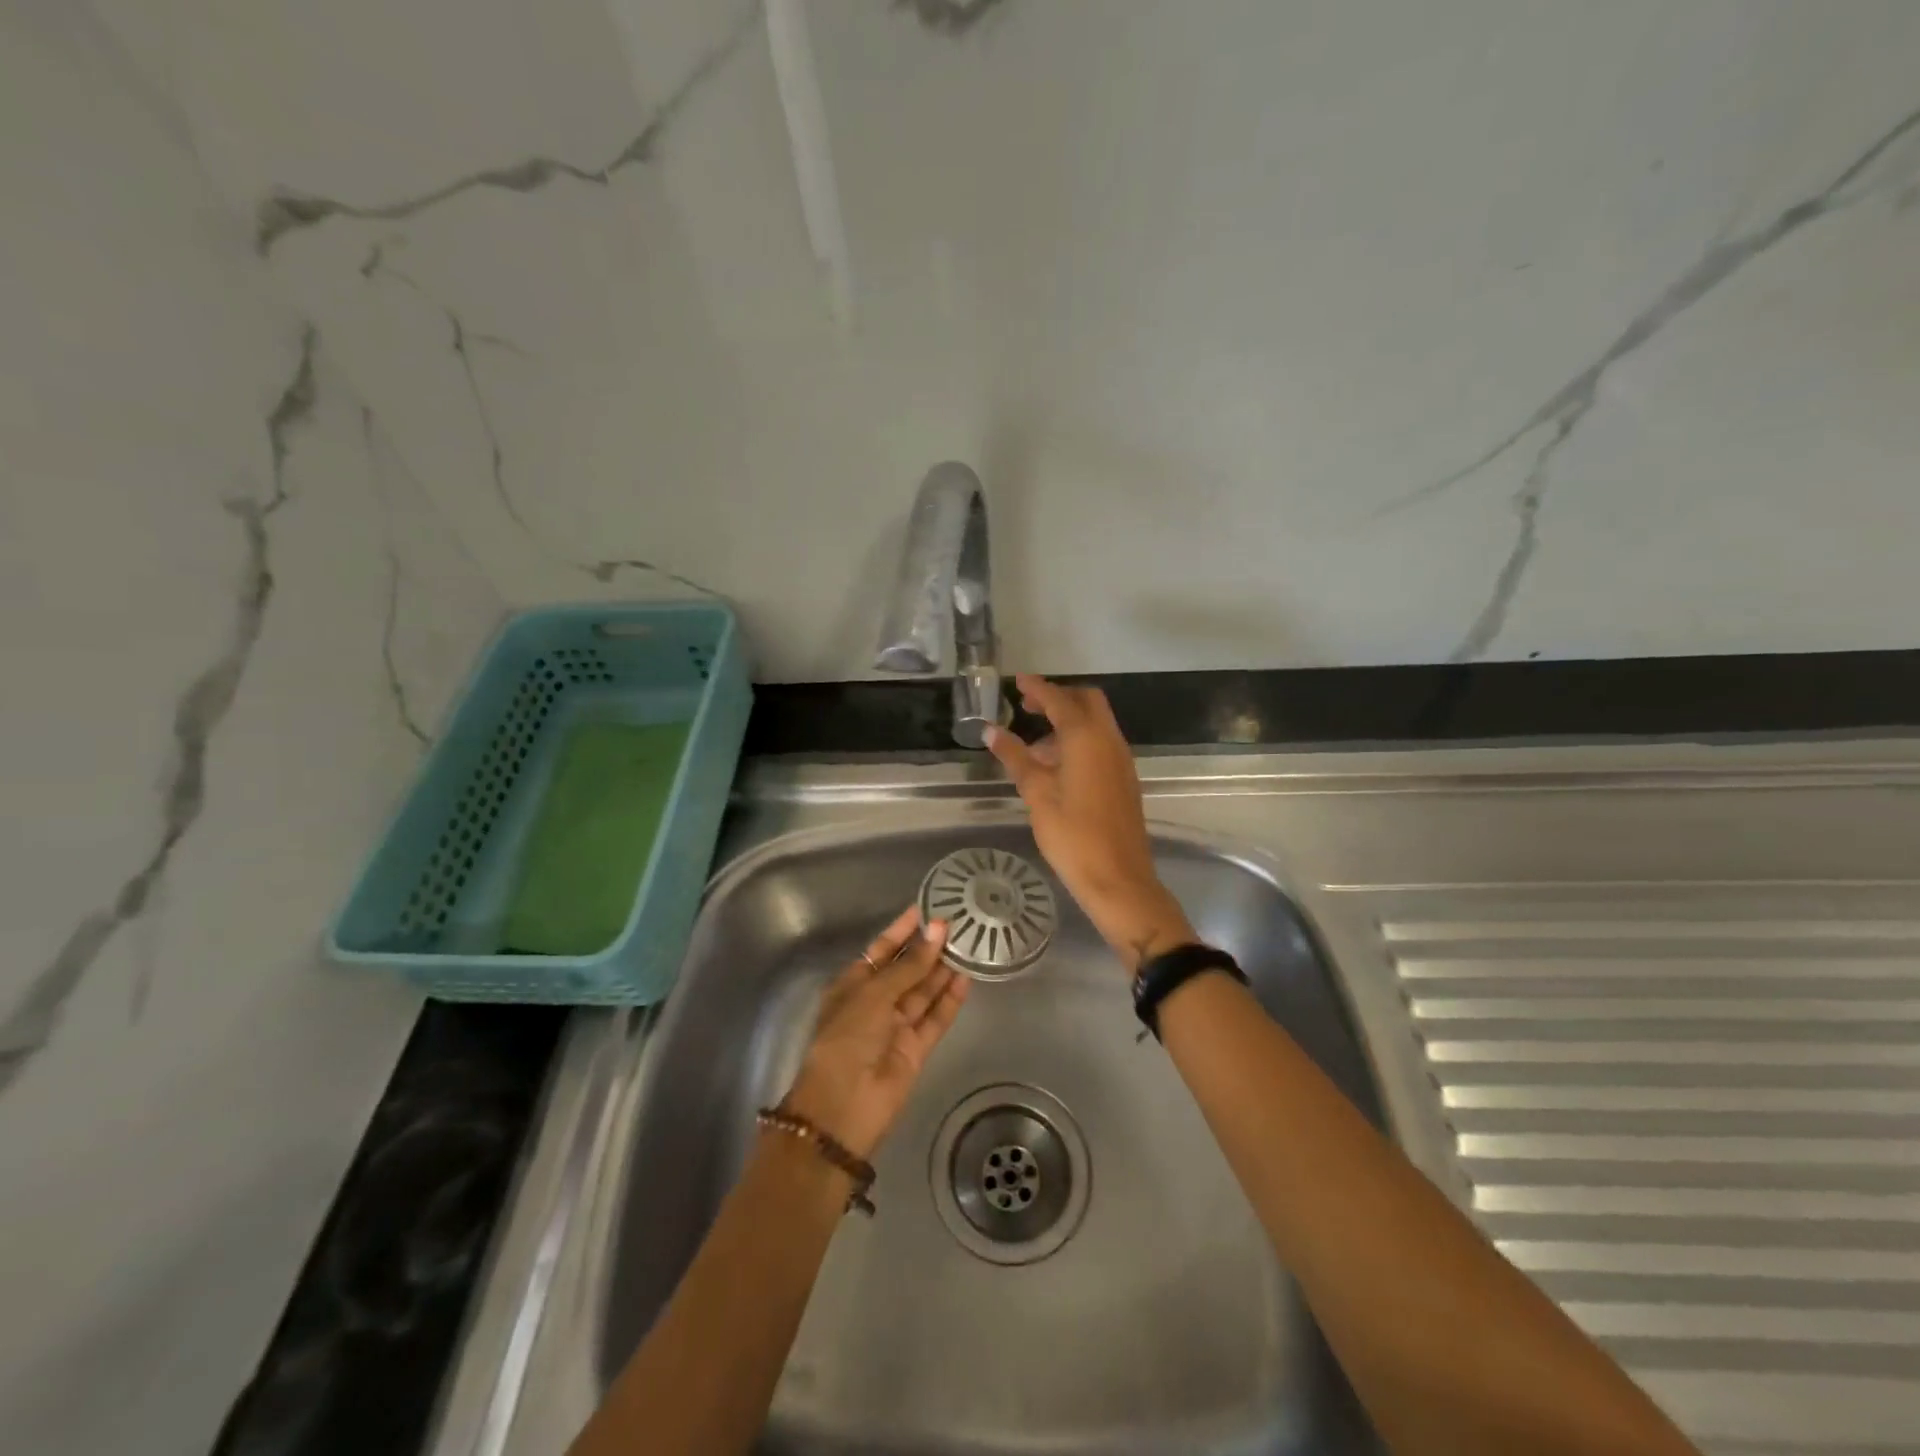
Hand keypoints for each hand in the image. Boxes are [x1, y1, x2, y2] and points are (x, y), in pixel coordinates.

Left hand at [782, 907, 967, 1160]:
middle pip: (906, 969)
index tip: (926, 907)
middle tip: (958, 922)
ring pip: (924, 991)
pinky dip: (950, 999)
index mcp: (853, 985)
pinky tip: (967, 977)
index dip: (903, 929)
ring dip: (943, 969)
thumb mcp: (873, 995)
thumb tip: (938, 930)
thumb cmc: (846, 1040)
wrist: (842, 1109)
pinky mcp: (916, 1049)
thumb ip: (909, 966)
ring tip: (969, 942)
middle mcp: (875, 1002)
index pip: (882, 950)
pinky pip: (935, 1018)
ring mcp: (896, 1026)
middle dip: (928, 947)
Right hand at [986, 674, 1194, 970]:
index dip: (1037, 688)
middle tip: (1028, 708)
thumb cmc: (1073, 836)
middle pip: (1086, 701)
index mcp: (1086, 738)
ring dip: (1069, 721)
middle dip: (1058, 698)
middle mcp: (1109, 740)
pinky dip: (1080, 740)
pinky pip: (1102, 743)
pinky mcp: (1124, 778)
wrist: (1119, 879)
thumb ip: (1015, 757)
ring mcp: (1121, 759)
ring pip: (1096, 723)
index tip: (1017, 681)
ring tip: (1036, 744)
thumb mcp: (1037, 795)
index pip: (1059, 700)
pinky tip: (1057, 766)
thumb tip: (991, 730)